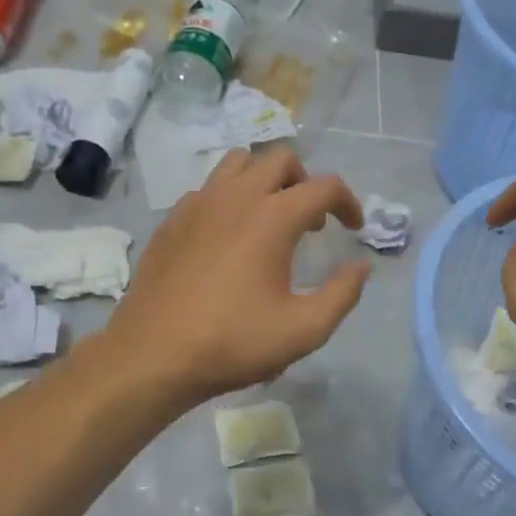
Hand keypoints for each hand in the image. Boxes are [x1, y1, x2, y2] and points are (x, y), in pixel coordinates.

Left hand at [106, 146, 369, 405]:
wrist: (153, 355)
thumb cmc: (234, 342)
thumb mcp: (305, 330)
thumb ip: (343, 294)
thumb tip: (362, 267)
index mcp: (272, 218)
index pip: (324, 186)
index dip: (348, 202)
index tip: (354, 228)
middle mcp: (235, 197)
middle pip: (280, 159)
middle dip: (306, 182)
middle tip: (313, 222)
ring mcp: (198, 204)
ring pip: (239, 164)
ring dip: (265, 180)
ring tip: (272, 219)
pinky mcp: (172, 221)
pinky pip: (209, 189)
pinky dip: (231, 199)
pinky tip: (230, 238)